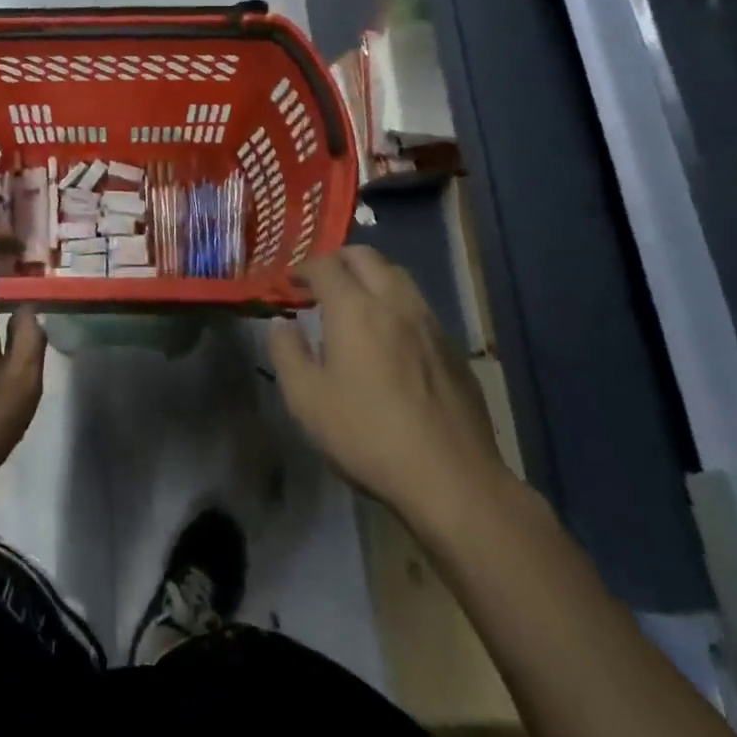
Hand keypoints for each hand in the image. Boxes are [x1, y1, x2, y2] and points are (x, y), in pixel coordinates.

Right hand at [269, 246, 507, 535]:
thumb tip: (283, 325)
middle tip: (320, 283)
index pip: (325, 265)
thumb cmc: (367, 435)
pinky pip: (419, 307)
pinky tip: (389, 338)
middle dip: (338, 261)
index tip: (290, 284)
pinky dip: (395, 305)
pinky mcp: (453, 350)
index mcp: (355, 309)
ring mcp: (430, 324)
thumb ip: (287, 353)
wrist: (451, 479)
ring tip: (354, 304)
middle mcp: (395, 303)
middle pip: (366, 257)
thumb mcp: (306, 400)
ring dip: (371, 277)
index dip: (303, 268)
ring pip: (398, 277)